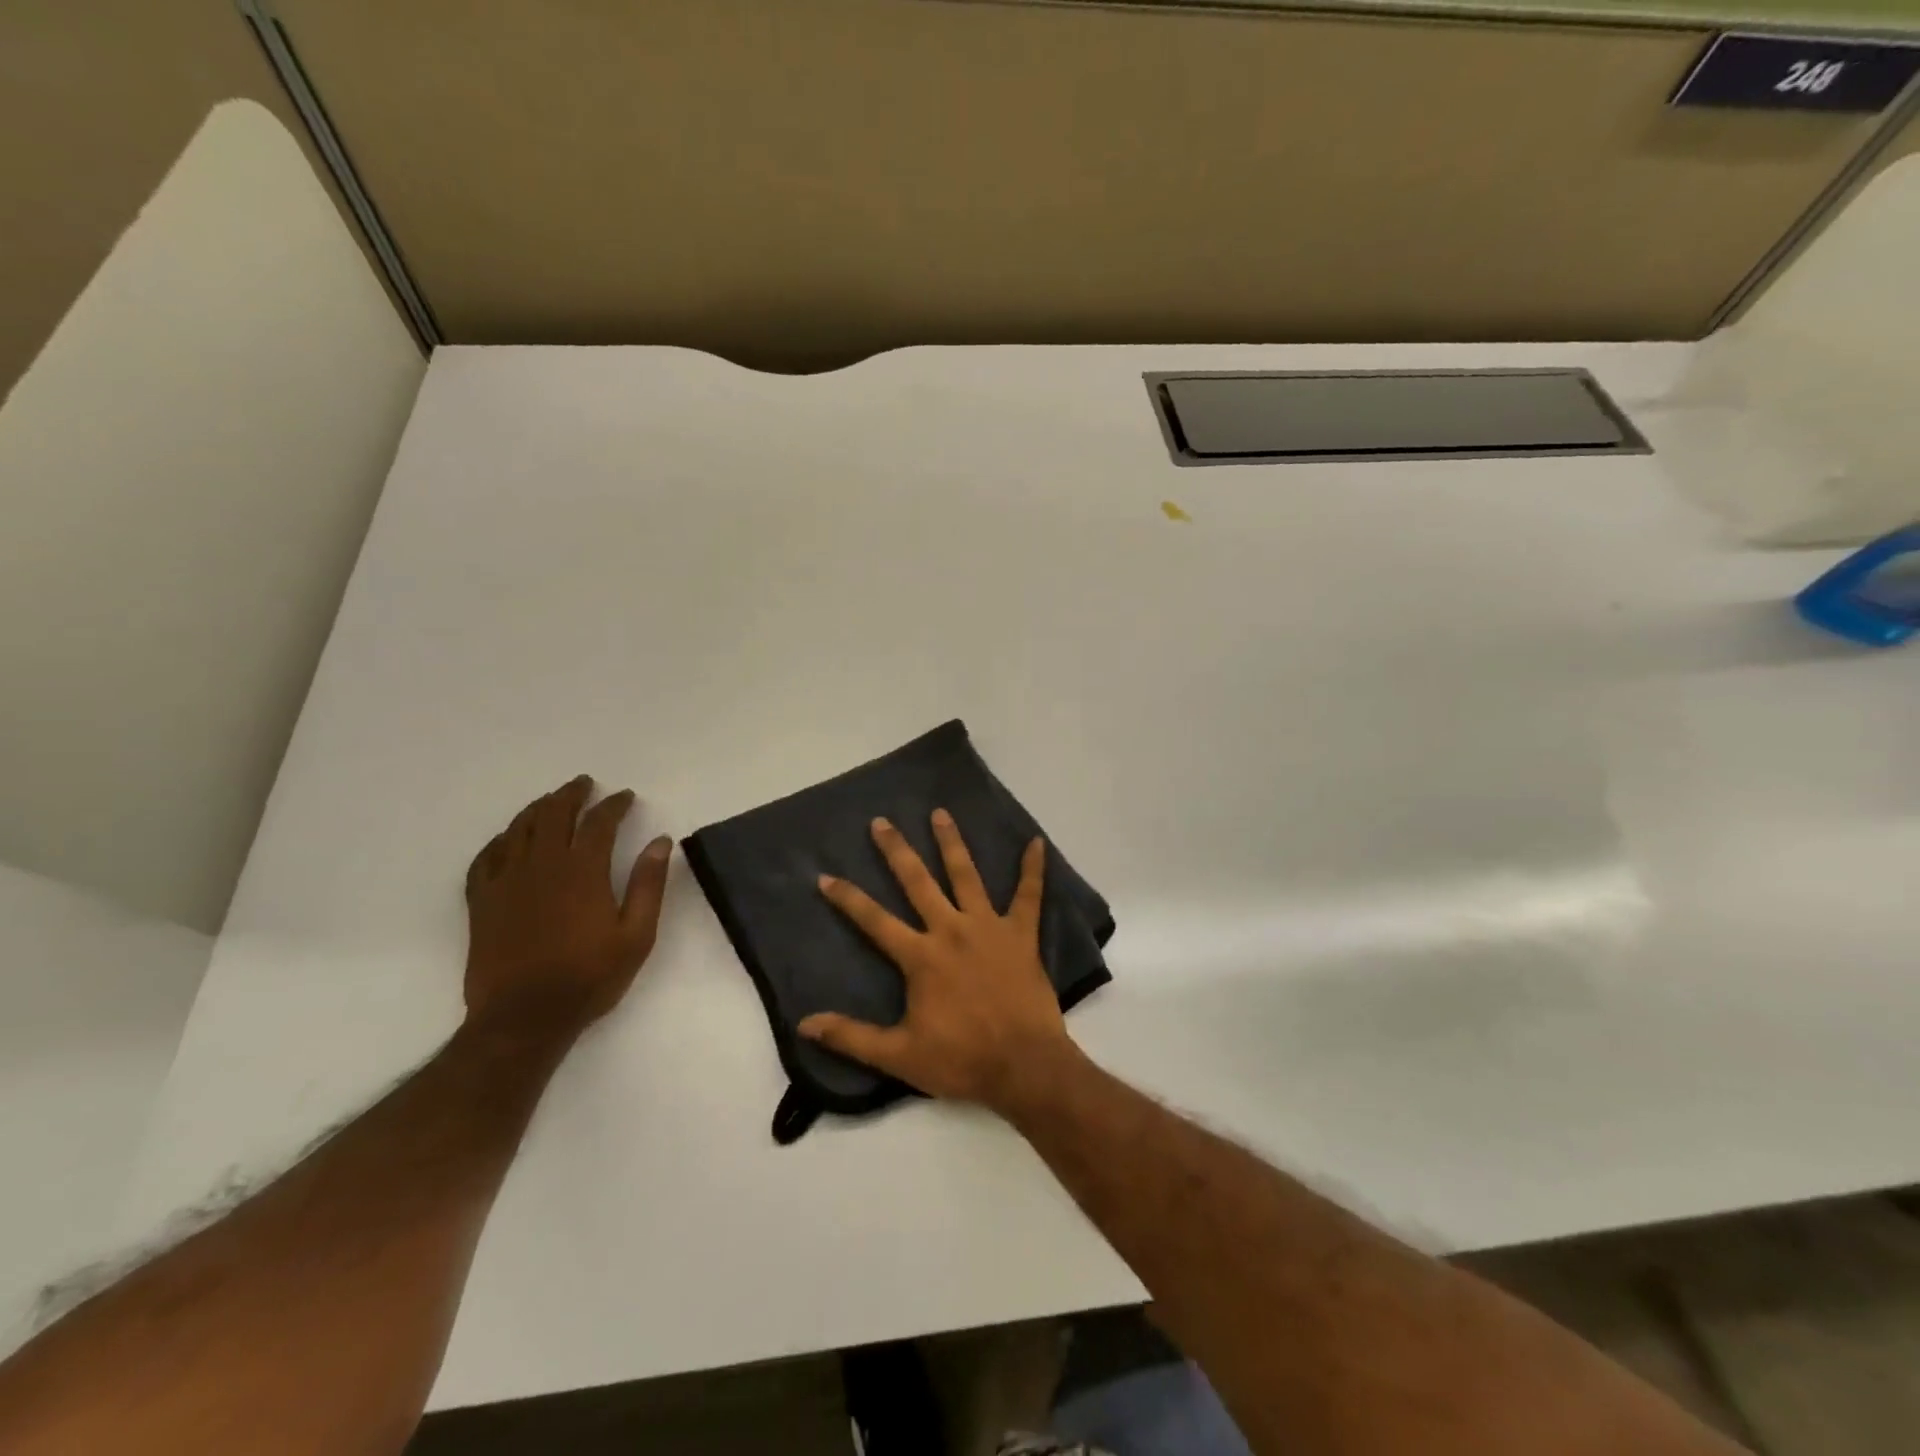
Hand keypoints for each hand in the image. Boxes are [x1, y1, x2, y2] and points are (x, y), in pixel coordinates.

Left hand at [464, 775, 672, 1039]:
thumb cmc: (589, 977)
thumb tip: (661, 842)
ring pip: (519, 829)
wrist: (523, 1018)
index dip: (614, 805)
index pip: (599, 822)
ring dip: (537, 809)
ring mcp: (506, 881)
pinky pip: (485, 858)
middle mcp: (542, 866)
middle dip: (572, 794)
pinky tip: (507, 839)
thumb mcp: (636, 935)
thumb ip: (648, 884)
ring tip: (550, 801)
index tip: (625, 796)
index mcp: (582, 871)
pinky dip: (499, 841)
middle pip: (554, 814)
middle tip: (584, 784)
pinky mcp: (481, 902)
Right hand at [800, 810, 1081, 1114]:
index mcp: (921, 957)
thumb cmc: (961, 1060)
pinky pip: (1029, 896)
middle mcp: (951, 930)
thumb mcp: (899, 1055)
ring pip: (966, 876)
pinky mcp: (1021, 935)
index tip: (826, 876)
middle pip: (918, 883)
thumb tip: (804, 1024)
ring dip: (952, 843)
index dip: (848, 899)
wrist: (1024, 1066)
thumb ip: (852, 1037)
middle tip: (882, 822)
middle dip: (897, 851)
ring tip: (940, 813)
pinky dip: (1033, 870)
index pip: (875, 921)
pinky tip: (1036, 843)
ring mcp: (989, 927)